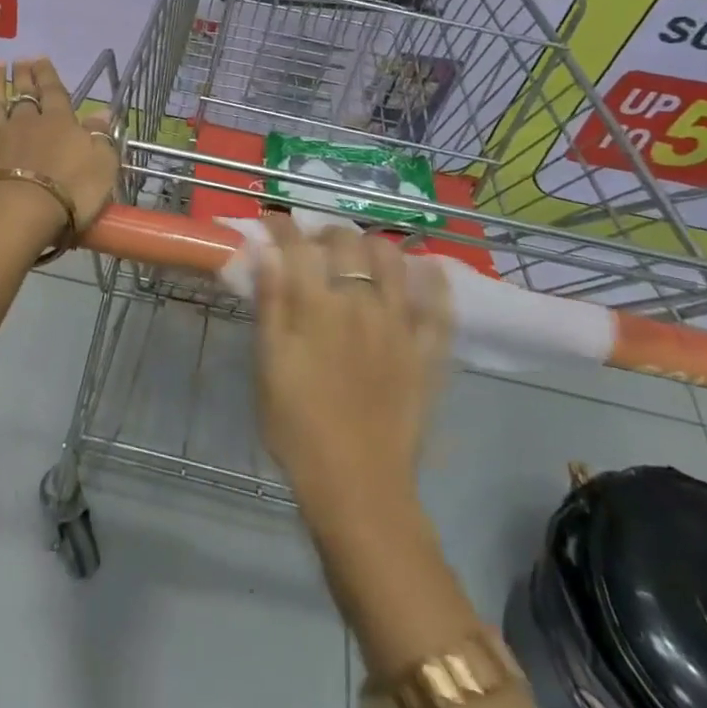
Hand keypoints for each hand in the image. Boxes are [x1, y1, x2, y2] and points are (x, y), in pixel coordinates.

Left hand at [0, 59, 119, 247]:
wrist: (19, 215)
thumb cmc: (70, 193)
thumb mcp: (102, 164)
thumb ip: (101, 136)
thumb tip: (102, 111)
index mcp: (59, 124)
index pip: (55, 93)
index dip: (49, 76)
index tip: (41, 59)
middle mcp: (24, 125)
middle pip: (24, 96)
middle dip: (23, 77)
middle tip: (20, 60)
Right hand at [252, 220, 450, 524]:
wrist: (356, 487)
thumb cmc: (298, 427)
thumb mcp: (269, 364)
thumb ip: (270, 303)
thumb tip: (266, 251)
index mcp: (316, 307)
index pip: (298, 246)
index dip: (283, 225)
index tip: (272, 221)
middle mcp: (361, 304)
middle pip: (348, 242)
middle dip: (326, 231)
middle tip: (313, 242)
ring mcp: (400, 326)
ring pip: (394, 260)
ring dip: (374, 244)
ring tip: (360, 253)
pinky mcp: (428, 353)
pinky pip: (439, 307)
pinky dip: (435, 280)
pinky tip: (427, 268)